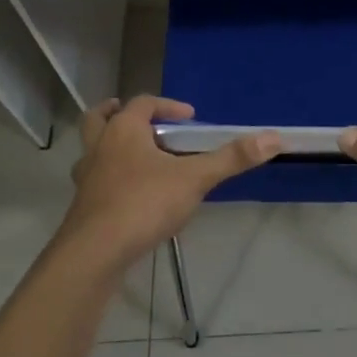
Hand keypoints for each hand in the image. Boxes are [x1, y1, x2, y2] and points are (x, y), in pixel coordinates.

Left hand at [63, 96, 279, 269]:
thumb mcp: (194, 179)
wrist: (95, 253)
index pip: (144, 103)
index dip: (168, 106)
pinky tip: (130, 196)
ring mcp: (87, 178)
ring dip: (111, 147)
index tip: (191, 117)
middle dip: (117, 113)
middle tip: (141, 120)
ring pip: (92, 151)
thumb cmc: (143, 203)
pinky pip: (95, 181)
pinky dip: (110, 179)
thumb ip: (232, 158)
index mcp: (123, 130)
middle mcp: (99, 147)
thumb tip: (273, 138)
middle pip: (99, 118)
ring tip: (137, 158)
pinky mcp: (82, 207)